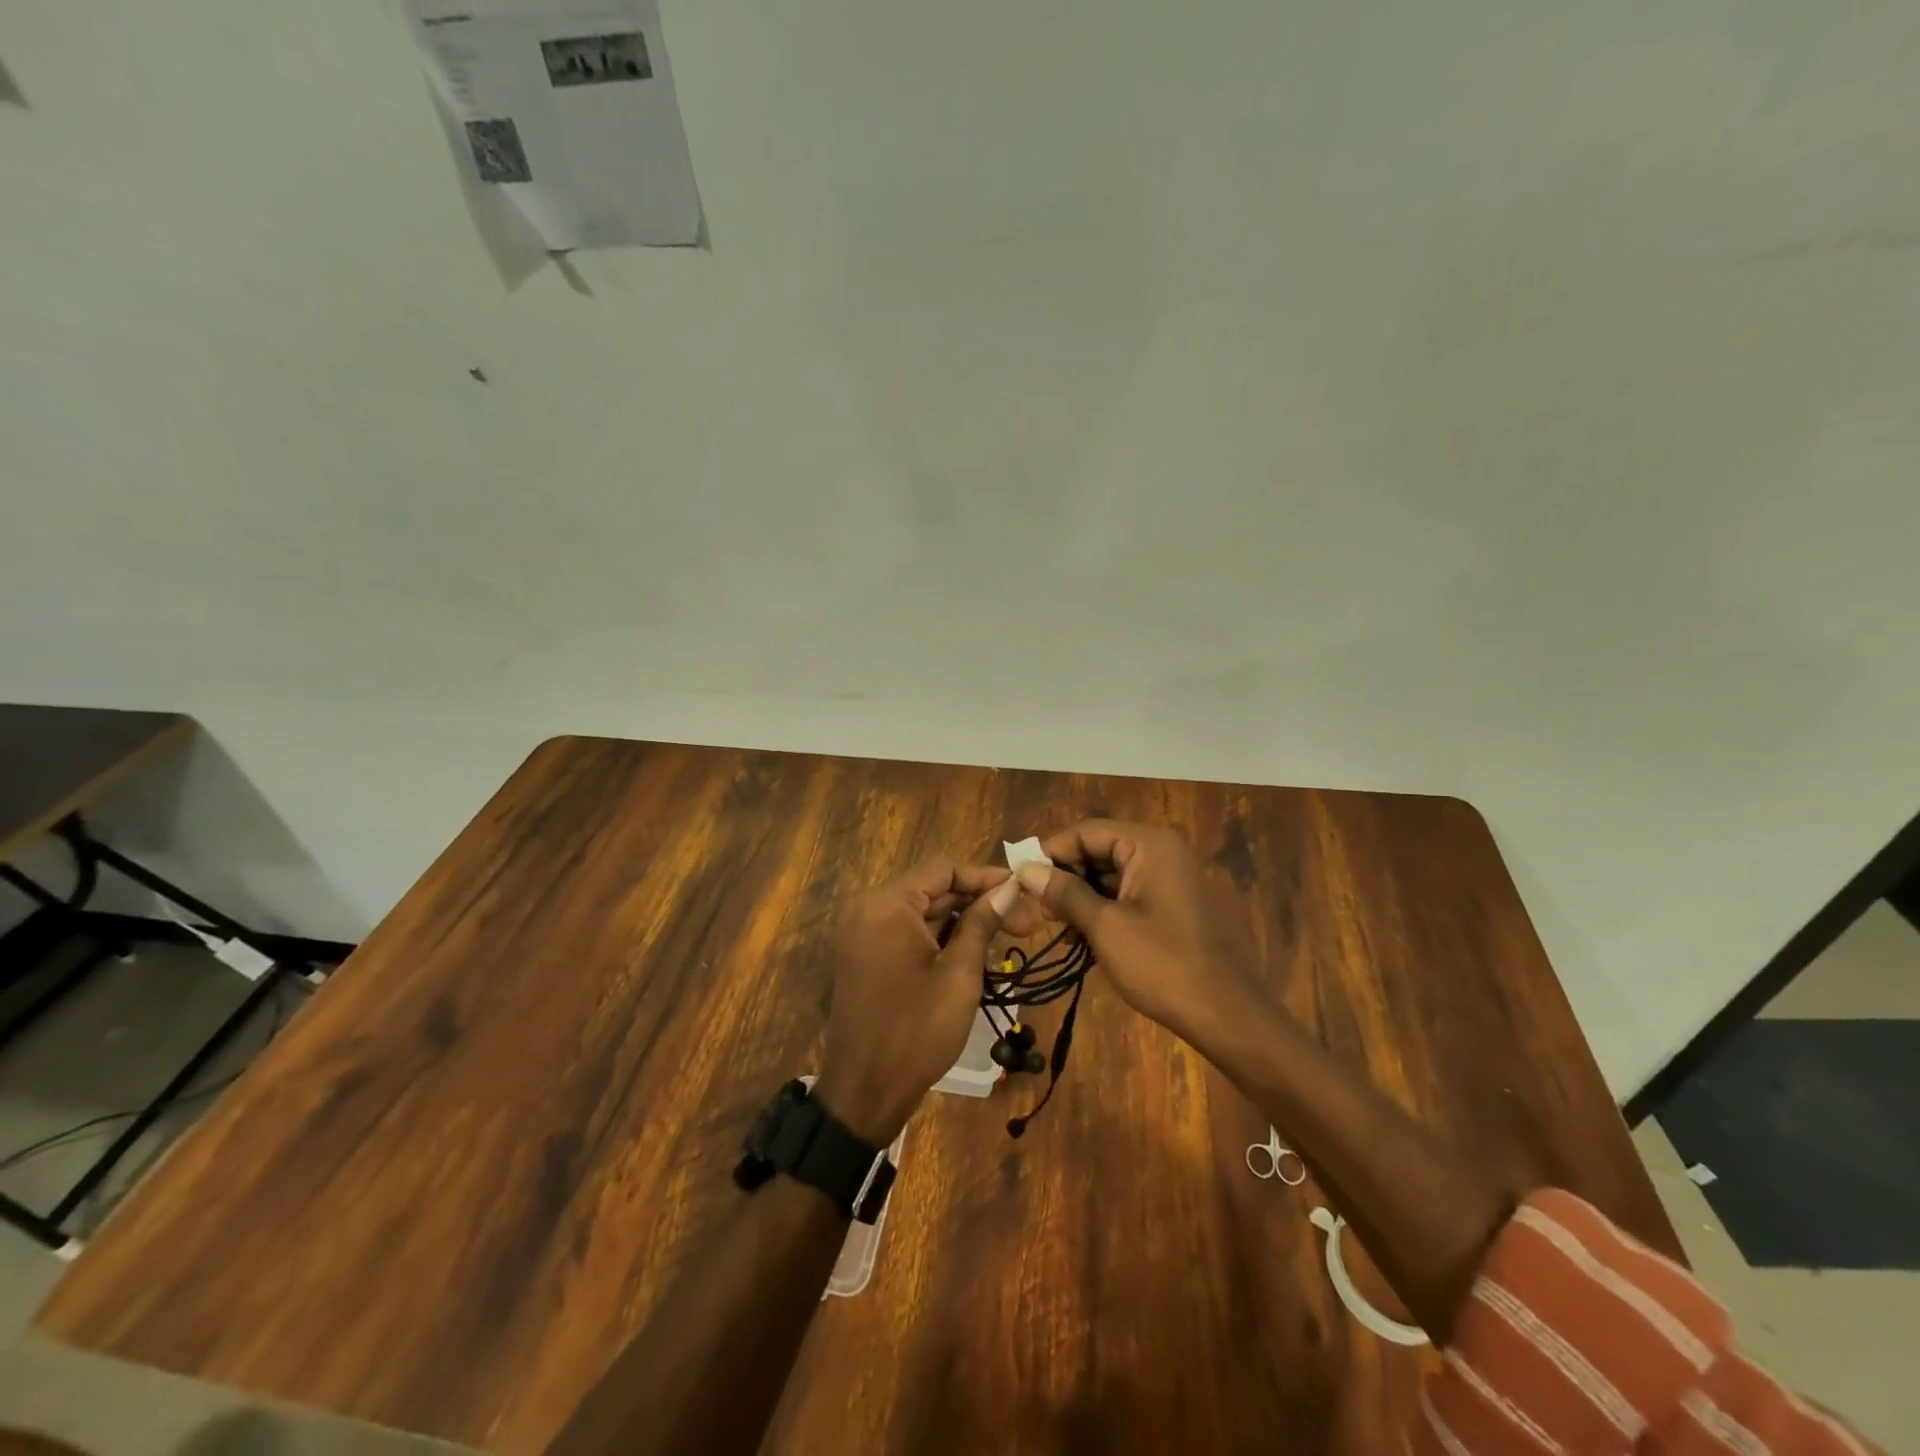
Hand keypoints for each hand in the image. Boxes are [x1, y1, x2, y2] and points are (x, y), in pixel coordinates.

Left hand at [815, 858, 1023, 1145]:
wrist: (864, 1093)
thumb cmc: (916, 1030)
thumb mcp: (959, 974)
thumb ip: (982, 923)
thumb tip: (1009, 887)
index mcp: (887, 904)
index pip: (943, 869)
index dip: (986, 877)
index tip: (1023, 891)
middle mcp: (870, 909)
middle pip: (934, 890)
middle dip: (979, 902)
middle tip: (1026, 922)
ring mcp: (866, 935)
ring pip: (924, 914)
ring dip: (964, 922)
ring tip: (1008, 938)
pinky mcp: (869, 958)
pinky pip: (910, 935)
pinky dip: (942, 940)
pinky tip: (976, 955)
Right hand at [1015, 820, 1270, 1050]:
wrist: (1228, 1015)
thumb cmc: (1164, 965)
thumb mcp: (1105, 927)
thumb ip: (1064, 893)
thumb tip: (1026, 869)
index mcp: (1149, 845)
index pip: (1086, 831)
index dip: (1050, 852)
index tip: (1019, 879)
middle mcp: (1162, 851)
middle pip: (1099, 850)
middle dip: (1065, 876)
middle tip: (1034, 908)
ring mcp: (1171, 878)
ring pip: (1110, 875)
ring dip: (1081, 896)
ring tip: (1053, 926)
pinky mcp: (1174, 904)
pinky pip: (1128, 894)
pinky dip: (1103, 910)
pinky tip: (1082, 937)